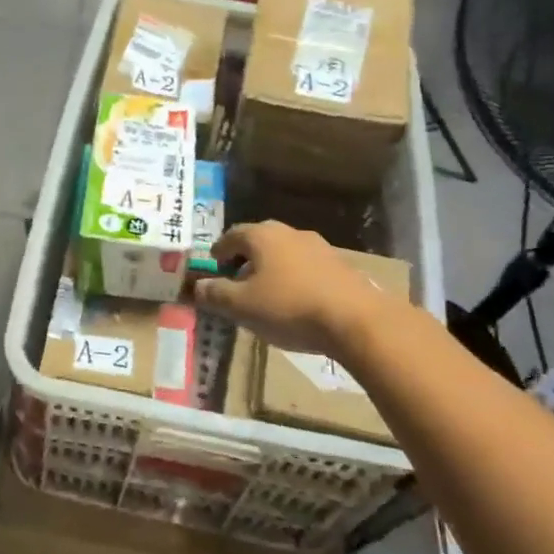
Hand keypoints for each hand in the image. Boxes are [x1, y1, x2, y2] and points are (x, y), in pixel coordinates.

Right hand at [194, 221, 393, 357]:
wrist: (356, 320)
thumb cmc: (289, 307)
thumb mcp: (241, 306)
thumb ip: (215, 294)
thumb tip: (196, 287)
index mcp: (262, 236)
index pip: (231, 235)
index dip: (219, 251)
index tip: (214, 267)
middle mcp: (289, 233)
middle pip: (259, 240)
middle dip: (245, 257)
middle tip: (237, 278)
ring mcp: (319, 246)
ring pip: (285, 252)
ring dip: (272, 267)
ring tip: (266, 292)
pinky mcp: (340, 265)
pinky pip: (307, 266)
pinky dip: (295, 277)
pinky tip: (296, 300)